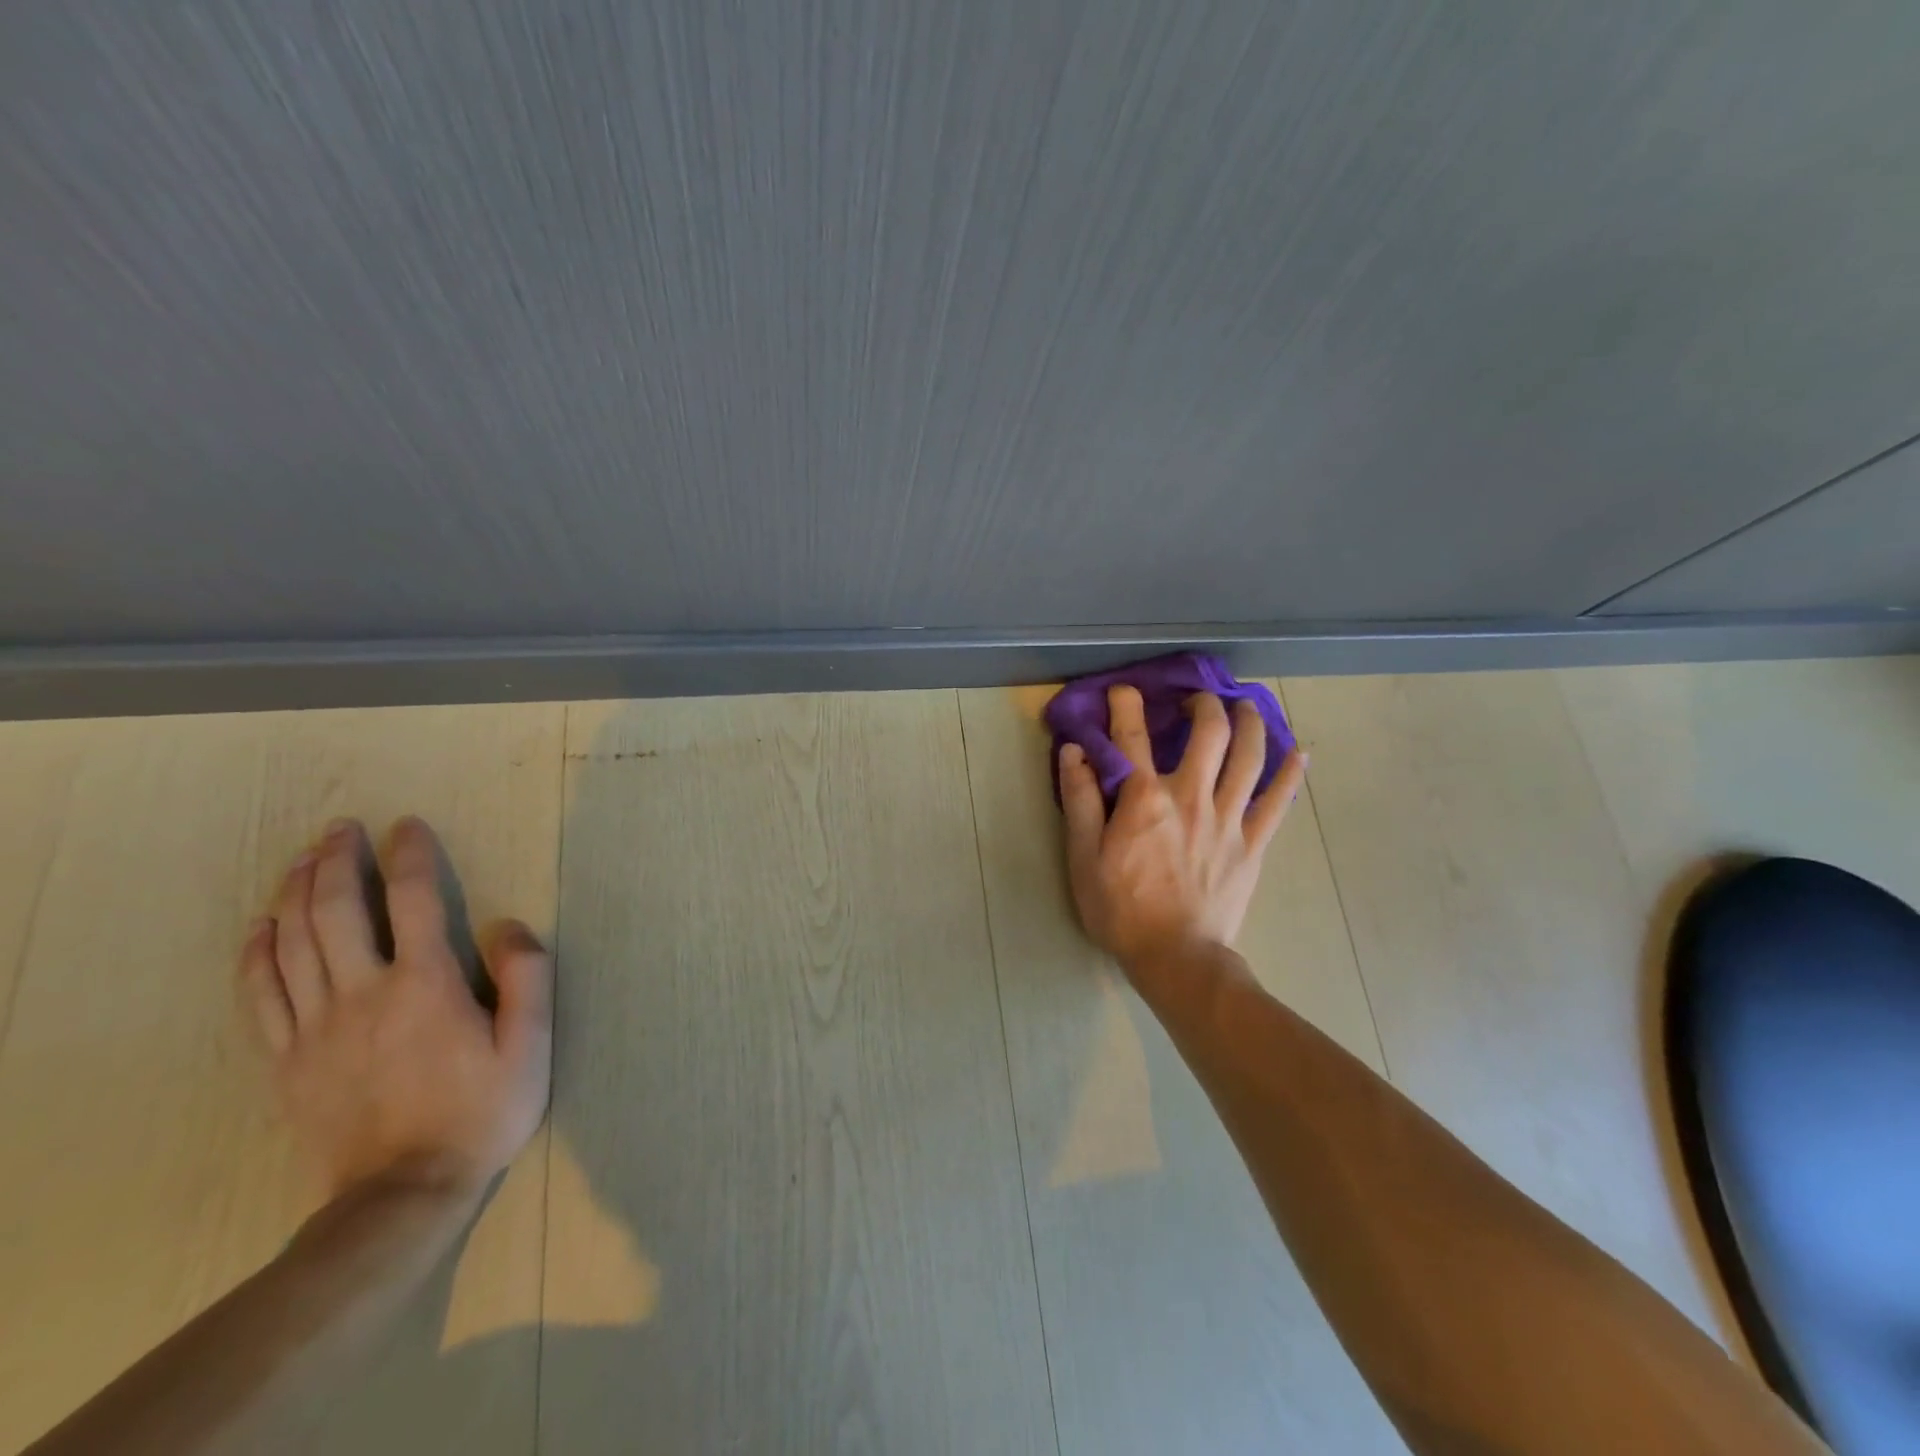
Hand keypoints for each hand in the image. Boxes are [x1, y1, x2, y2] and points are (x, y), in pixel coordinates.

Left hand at [237, 816, 553, 1200]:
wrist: (402, 1195)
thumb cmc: (480, 1113)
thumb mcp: (530, 1047)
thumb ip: (527, 978)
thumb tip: (508, 925)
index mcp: (426, 985)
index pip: (414, 900)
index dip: (409, 856)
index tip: (406, 826)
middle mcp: (363, 993)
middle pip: (336, 911)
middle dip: (336, 861)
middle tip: (340, 829)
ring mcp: (316, 1027)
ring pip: (292, 944)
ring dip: (294, 893)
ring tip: (302, 860)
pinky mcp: (286, 1060)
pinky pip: (260, 994)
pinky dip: (256, 954)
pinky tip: (261, 928)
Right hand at [1060, 686, 1305, 970]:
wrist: (1176, 957)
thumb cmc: (1121, 908)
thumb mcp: (1083, 856)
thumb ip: (1080, 800)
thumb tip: (1075, 751)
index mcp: (1145, 798)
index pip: (1133, 737)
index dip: (1126, 706)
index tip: (1123, 690)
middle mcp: (1191, 796)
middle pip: (1208, 733)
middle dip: (1204, 705)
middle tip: (1197, 700)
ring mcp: (1229, 818)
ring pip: (1249, 756)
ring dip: (1249, 723)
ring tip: (1245, 706)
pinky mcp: (1253, 842)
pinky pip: (1279, 801)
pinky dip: (1291, 773)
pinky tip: (1299, 752)